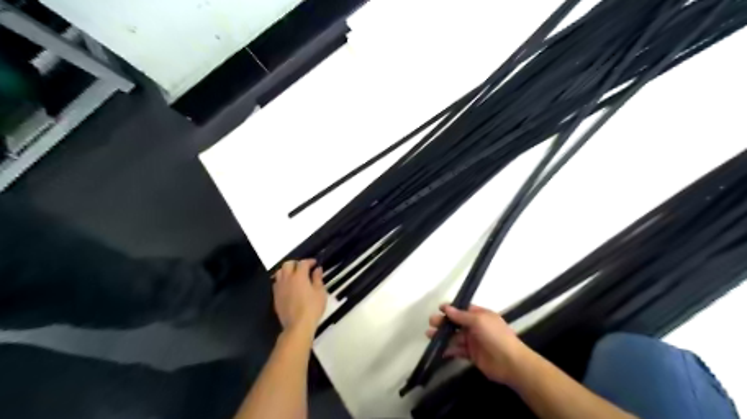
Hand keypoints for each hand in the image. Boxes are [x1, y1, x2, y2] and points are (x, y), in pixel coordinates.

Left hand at [270, 260, 325, 335]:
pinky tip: (288, 285)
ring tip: (294, 275)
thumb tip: (317, 269)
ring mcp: (279, 287)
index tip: (315, 263)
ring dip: (287, 270)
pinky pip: (276, 283)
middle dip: (296, 263)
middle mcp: (287, 279)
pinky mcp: (275, 296)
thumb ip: (318, 278)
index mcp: (299, 276)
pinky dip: (282, 280)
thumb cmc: (312, 308)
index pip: (303, 263)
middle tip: (304, 268)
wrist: (297, 325)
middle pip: (288, 264)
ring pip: (279, 272)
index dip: (309, 261)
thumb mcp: (320, 292)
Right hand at [426, 303, 530, 383]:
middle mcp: (476, 327)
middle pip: (456, 323)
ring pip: (455, 336)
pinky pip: (458, 350)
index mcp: (480, 315)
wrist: (511, 363)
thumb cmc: (496, 336)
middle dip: (444, 322)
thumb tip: (446, 308)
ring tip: (429, 336)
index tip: (439, 309)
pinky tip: (439, 350)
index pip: (463, 309)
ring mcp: (474, 341)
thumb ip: (461, 315)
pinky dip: (449, 350)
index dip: (451, 309)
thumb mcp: (478, 321)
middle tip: (431, 323)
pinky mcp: (472, 355)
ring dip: (443, 336)